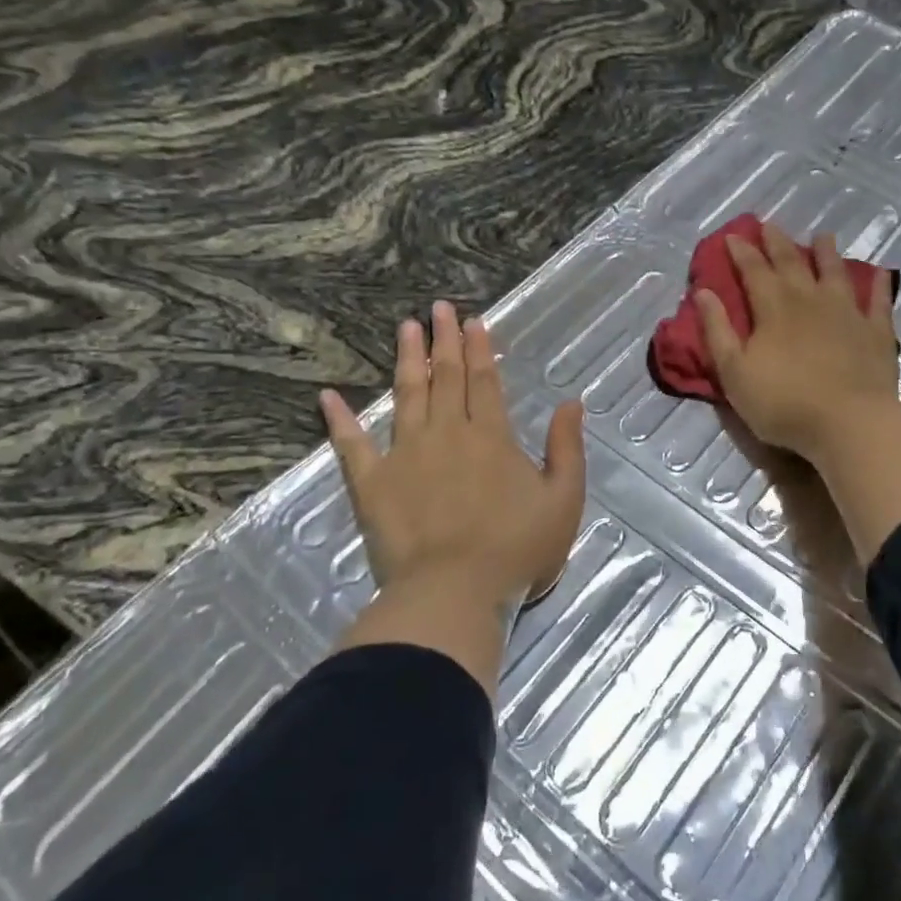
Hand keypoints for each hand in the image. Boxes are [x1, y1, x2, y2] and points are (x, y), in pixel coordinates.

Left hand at [320, 302, 585, 692]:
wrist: (454, 593)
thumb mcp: (563, 500)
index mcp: (492, 436)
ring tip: (406, 327)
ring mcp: (405, 454)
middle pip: (446, 377)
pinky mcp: (372, 483)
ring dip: (407, 359)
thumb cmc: (516, 550)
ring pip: (406, 395)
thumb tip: (571, 402)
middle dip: (445, 340)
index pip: (485, 381)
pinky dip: (339, 421)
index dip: (481, 349)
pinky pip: (351, 446)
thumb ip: (566, 448)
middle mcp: (448, 433)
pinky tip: (328, 397)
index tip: (474, 321)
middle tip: (439, 308)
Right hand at [702, 223, 900, 564]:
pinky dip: (876, 285)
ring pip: (835, 273)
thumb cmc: (782, 403)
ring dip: (827, 253)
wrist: (848, 423)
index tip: (733, 236)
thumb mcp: (734, 372)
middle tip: (770, 224)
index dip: (742, 252)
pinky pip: (877, 302)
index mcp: (773, 308)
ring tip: (823, 236)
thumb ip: (717, 330)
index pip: (754, 271)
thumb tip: (703, 292)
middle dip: (778, 243)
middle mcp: (810, 300)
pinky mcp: (876, 333)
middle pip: (792, 263)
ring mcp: (847, 313)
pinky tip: (878, 274)